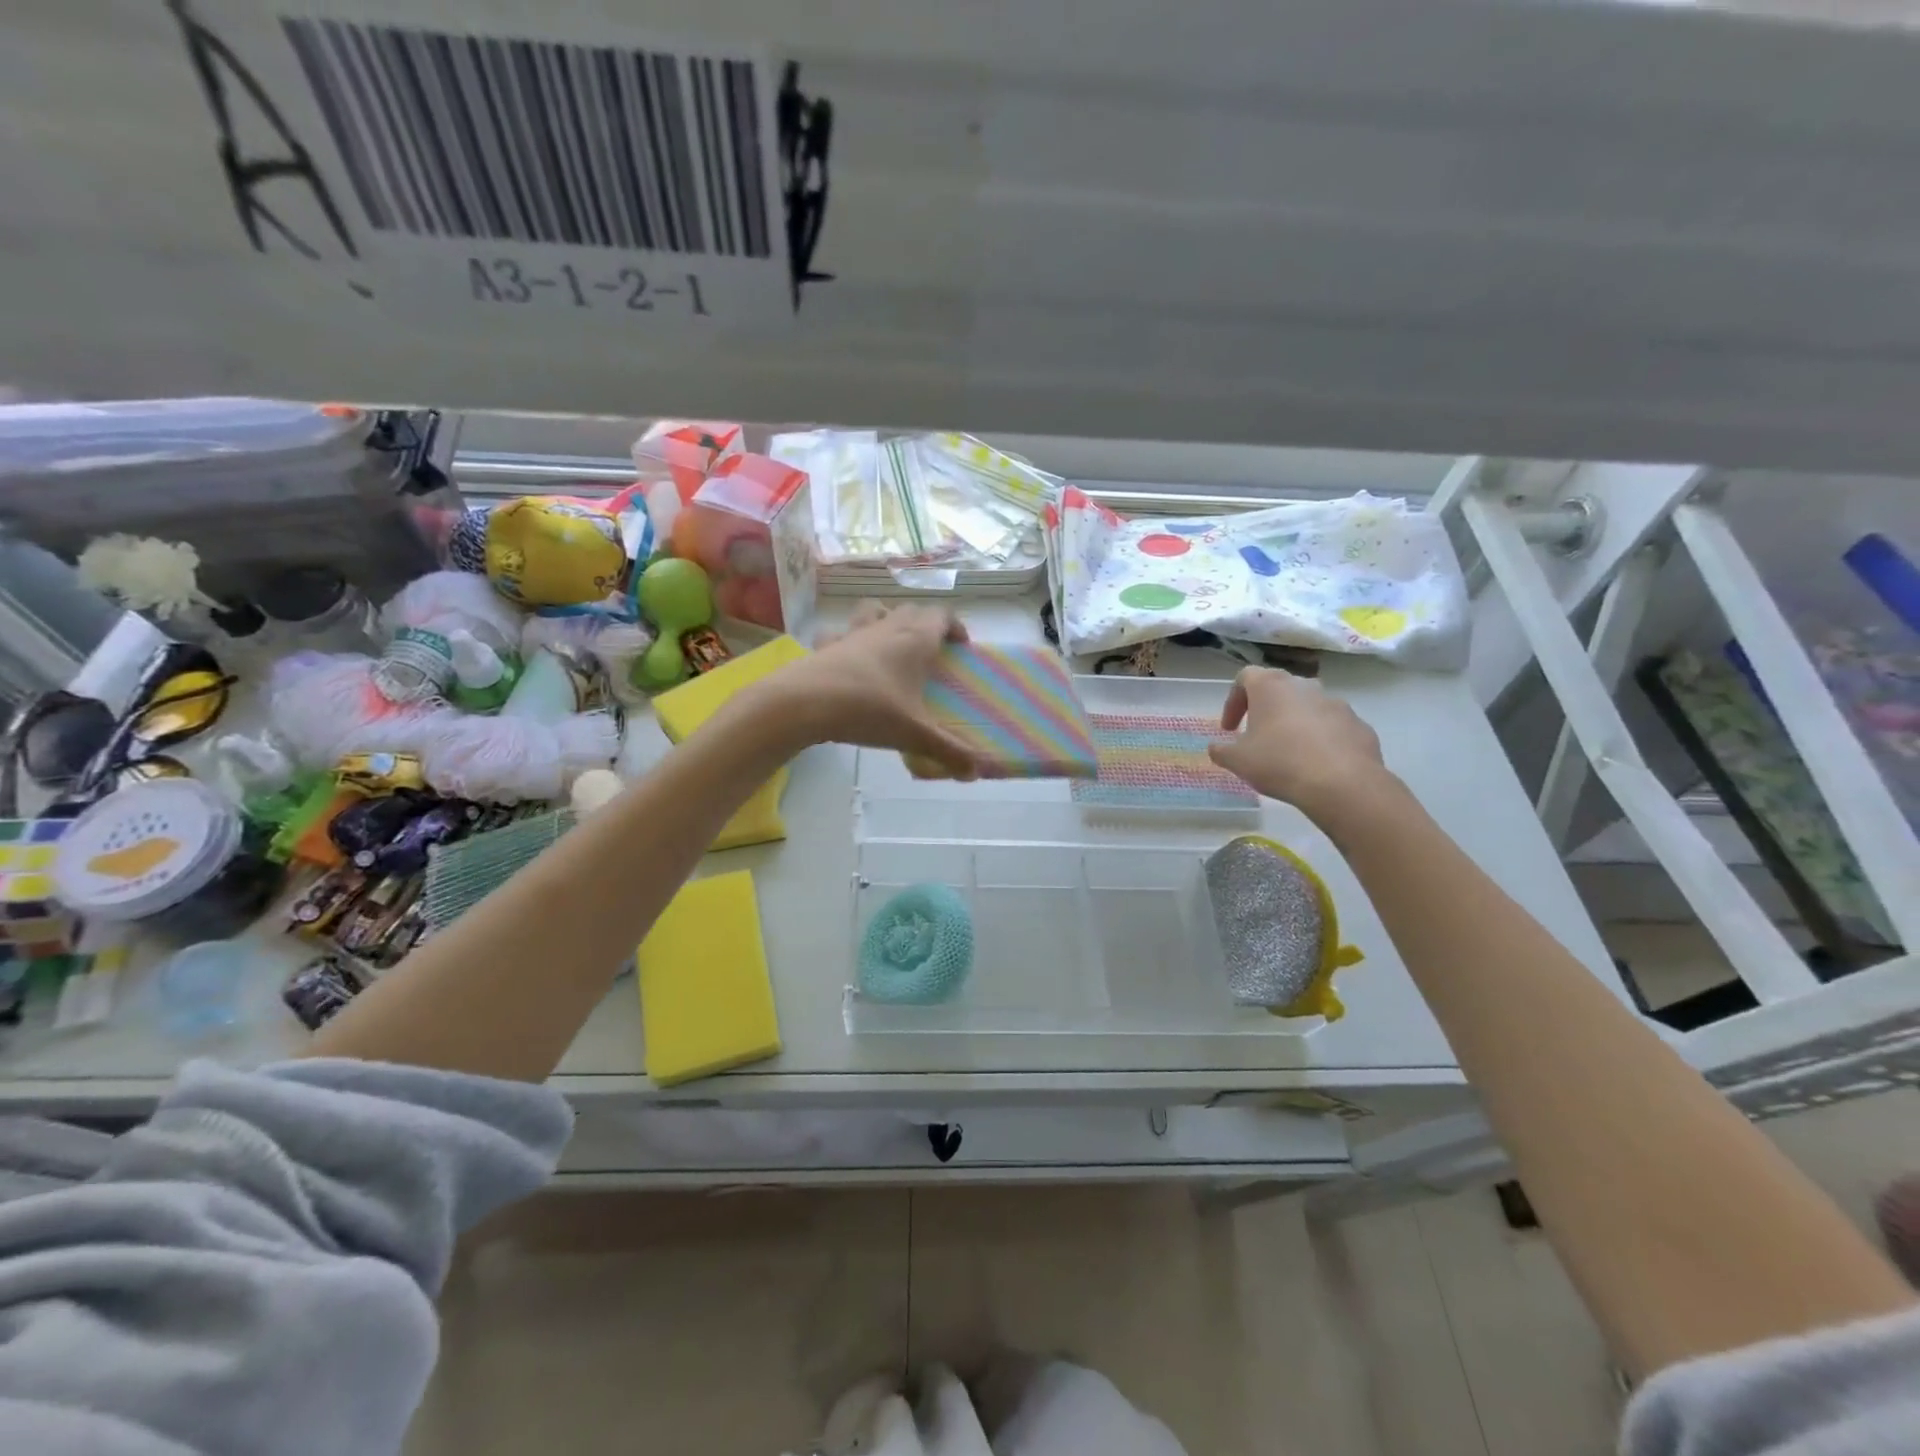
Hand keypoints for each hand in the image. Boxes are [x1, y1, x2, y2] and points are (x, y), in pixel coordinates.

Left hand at [759, 602, 982, 777]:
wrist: (803, 704)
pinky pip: (839, 633)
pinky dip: (848, 640)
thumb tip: (975, 773)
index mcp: (914, 639)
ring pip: (875, 610)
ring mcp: (853, 633)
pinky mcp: (826, 646)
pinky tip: (848, 659)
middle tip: (932, 651)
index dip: (955, 626)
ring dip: (887, 619)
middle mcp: (886, 628)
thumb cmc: (868, 710)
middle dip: (925, 624)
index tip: (962, 646)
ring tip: (892, 645)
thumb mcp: (914, 734)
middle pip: (911, 610)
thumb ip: (948, 752)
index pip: (941, 616)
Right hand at [1208, 667, 1388, 820]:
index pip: (1245, 677)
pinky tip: (1317, 764)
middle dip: (1266, 710)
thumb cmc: (1279, 762)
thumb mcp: (1238, 761)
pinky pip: (1333, 727)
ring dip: (1295, 723)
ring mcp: (1336, 703)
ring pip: (1308, 707)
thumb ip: (1222, 751)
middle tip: (1257, 737)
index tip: (1229, 729)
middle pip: (1279, 689)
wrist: (1342, 783)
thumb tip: (1216, 748)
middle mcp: (1305, 686)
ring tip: (1289, 753)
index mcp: (1271, 686)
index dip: (1233, 701)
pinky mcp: (1359, 724)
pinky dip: (1322, 739)